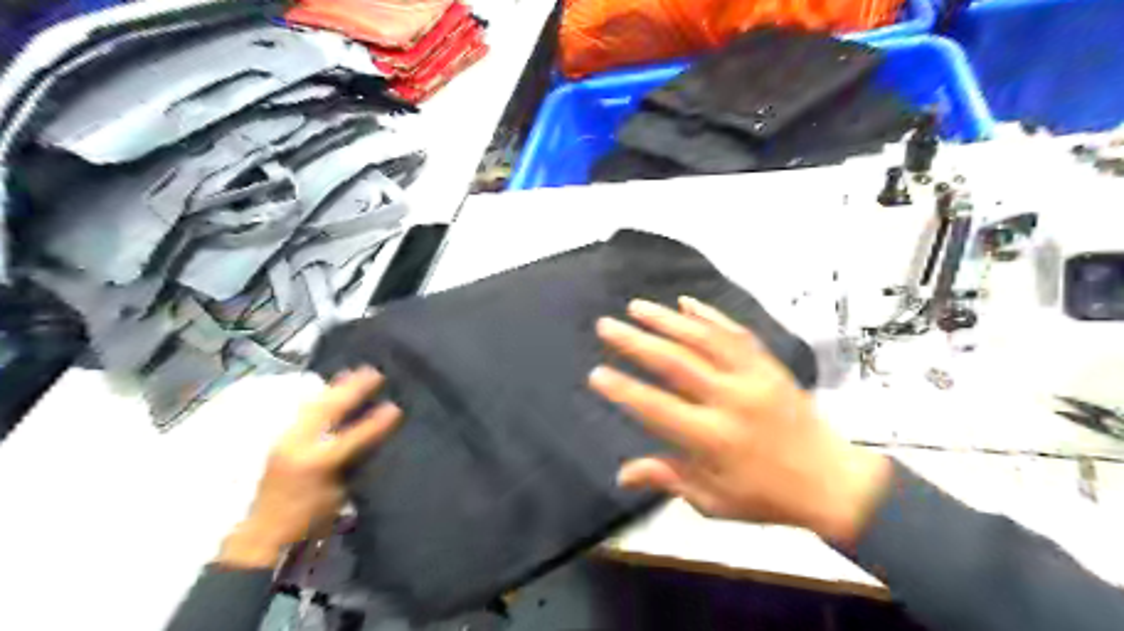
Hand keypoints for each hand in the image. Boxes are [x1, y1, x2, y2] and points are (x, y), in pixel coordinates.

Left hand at [218, 368, 401, 569]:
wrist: (263, 537)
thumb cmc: (307, 521)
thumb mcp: (338, 496)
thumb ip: (354, 465)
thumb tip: (374, 441)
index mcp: (315, 463)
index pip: (351, 437)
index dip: (374, 423)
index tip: (395, 408)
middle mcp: (297, 446)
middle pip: (325, 409)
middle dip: (349, 389)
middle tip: (373, 372)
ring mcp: (285, 441)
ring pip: (311, 406)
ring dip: (333, 388)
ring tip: (351, 374)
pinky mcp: (279, 442)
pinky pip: (301, 413)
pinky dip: (317, 398)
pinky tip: (327, 391)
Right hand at [592, 299, 891, 543]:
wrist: (833, 481)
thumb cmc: (767, 497)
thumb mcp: (714, 502)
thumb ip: (668, 479)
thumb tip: (622, 473)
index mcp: (714, 439)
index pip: (658, 408)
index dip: (624, 390)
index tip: (596, 373)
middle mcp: (731, 400)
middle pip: (676, 363)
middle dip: (636, 342)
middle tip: (607, 325)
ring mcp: (753, 377)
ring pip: (704, 339)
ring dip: (667, 320)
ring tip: (637, 306)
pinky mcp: (769, 365)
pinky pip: (735, 333)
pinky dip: (709, 316)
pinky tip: (687, 303)